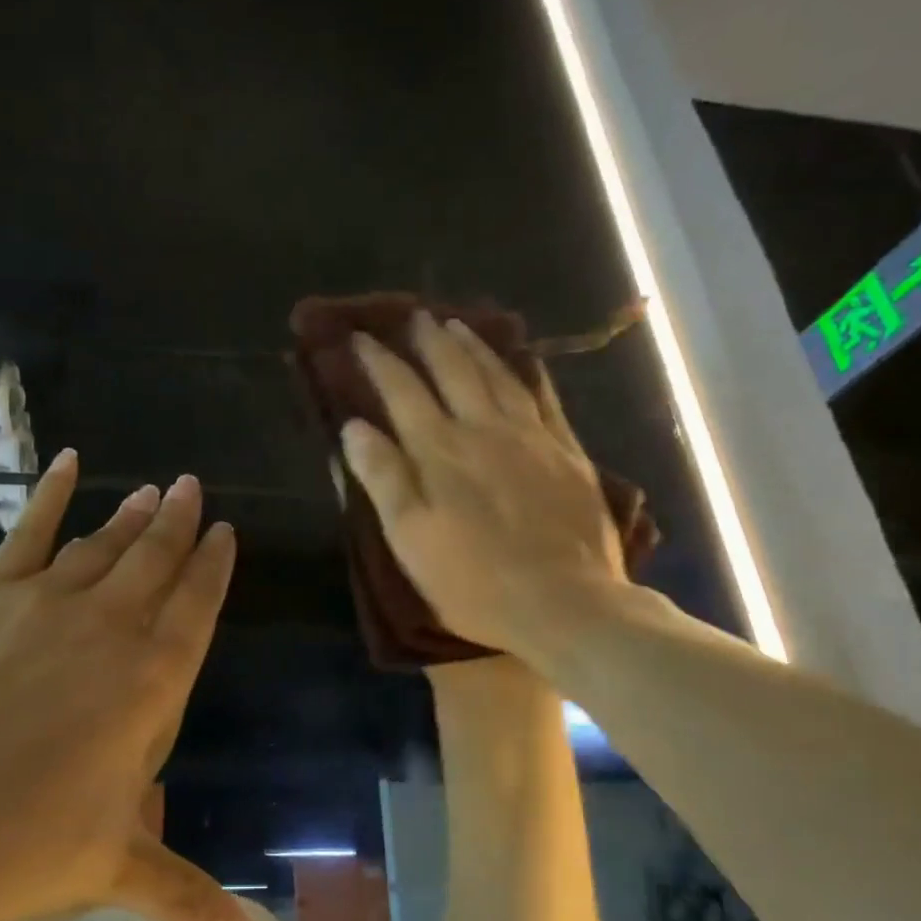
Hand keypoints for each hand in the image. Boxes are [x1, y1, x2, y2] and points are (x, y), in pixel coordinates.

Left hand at [0, 452, 251, 920]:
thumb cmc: (31, 843)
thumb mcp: (120, 870)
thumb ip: (191, 897)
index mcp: (155, 679)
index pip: (198, 605)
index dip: (213, 565)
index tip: (223, 533)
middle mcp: (115, 625)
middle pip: (158, 559)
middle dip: (180, 522)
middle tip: (193, 487)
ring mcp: (52, 600)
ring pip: (106, 543)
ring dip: (133, 514)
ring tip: (152, 489)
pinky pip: (31, 530)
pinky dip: (52, 494)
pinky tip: (70, 462)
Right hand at [341, 310, 631, 659]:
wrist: (565, 603)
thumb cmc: (474, 581)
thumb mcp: (410, 538)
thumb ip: (383, 478)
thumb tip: (354, 426)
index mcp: (439, 451)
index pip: (402, 391)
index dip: (378, 362)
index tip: (359, 338)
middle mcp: (483, 430)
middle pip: (451, 371)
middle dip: (427, 341)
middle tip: (413, 317)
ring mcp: (530, 436)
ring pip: (497, 375)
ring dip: (472, 346)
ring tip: (456, 324)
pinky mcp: (566, 451)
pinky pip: (543, 396)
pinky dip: (526, 371)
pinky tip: (521, 360)